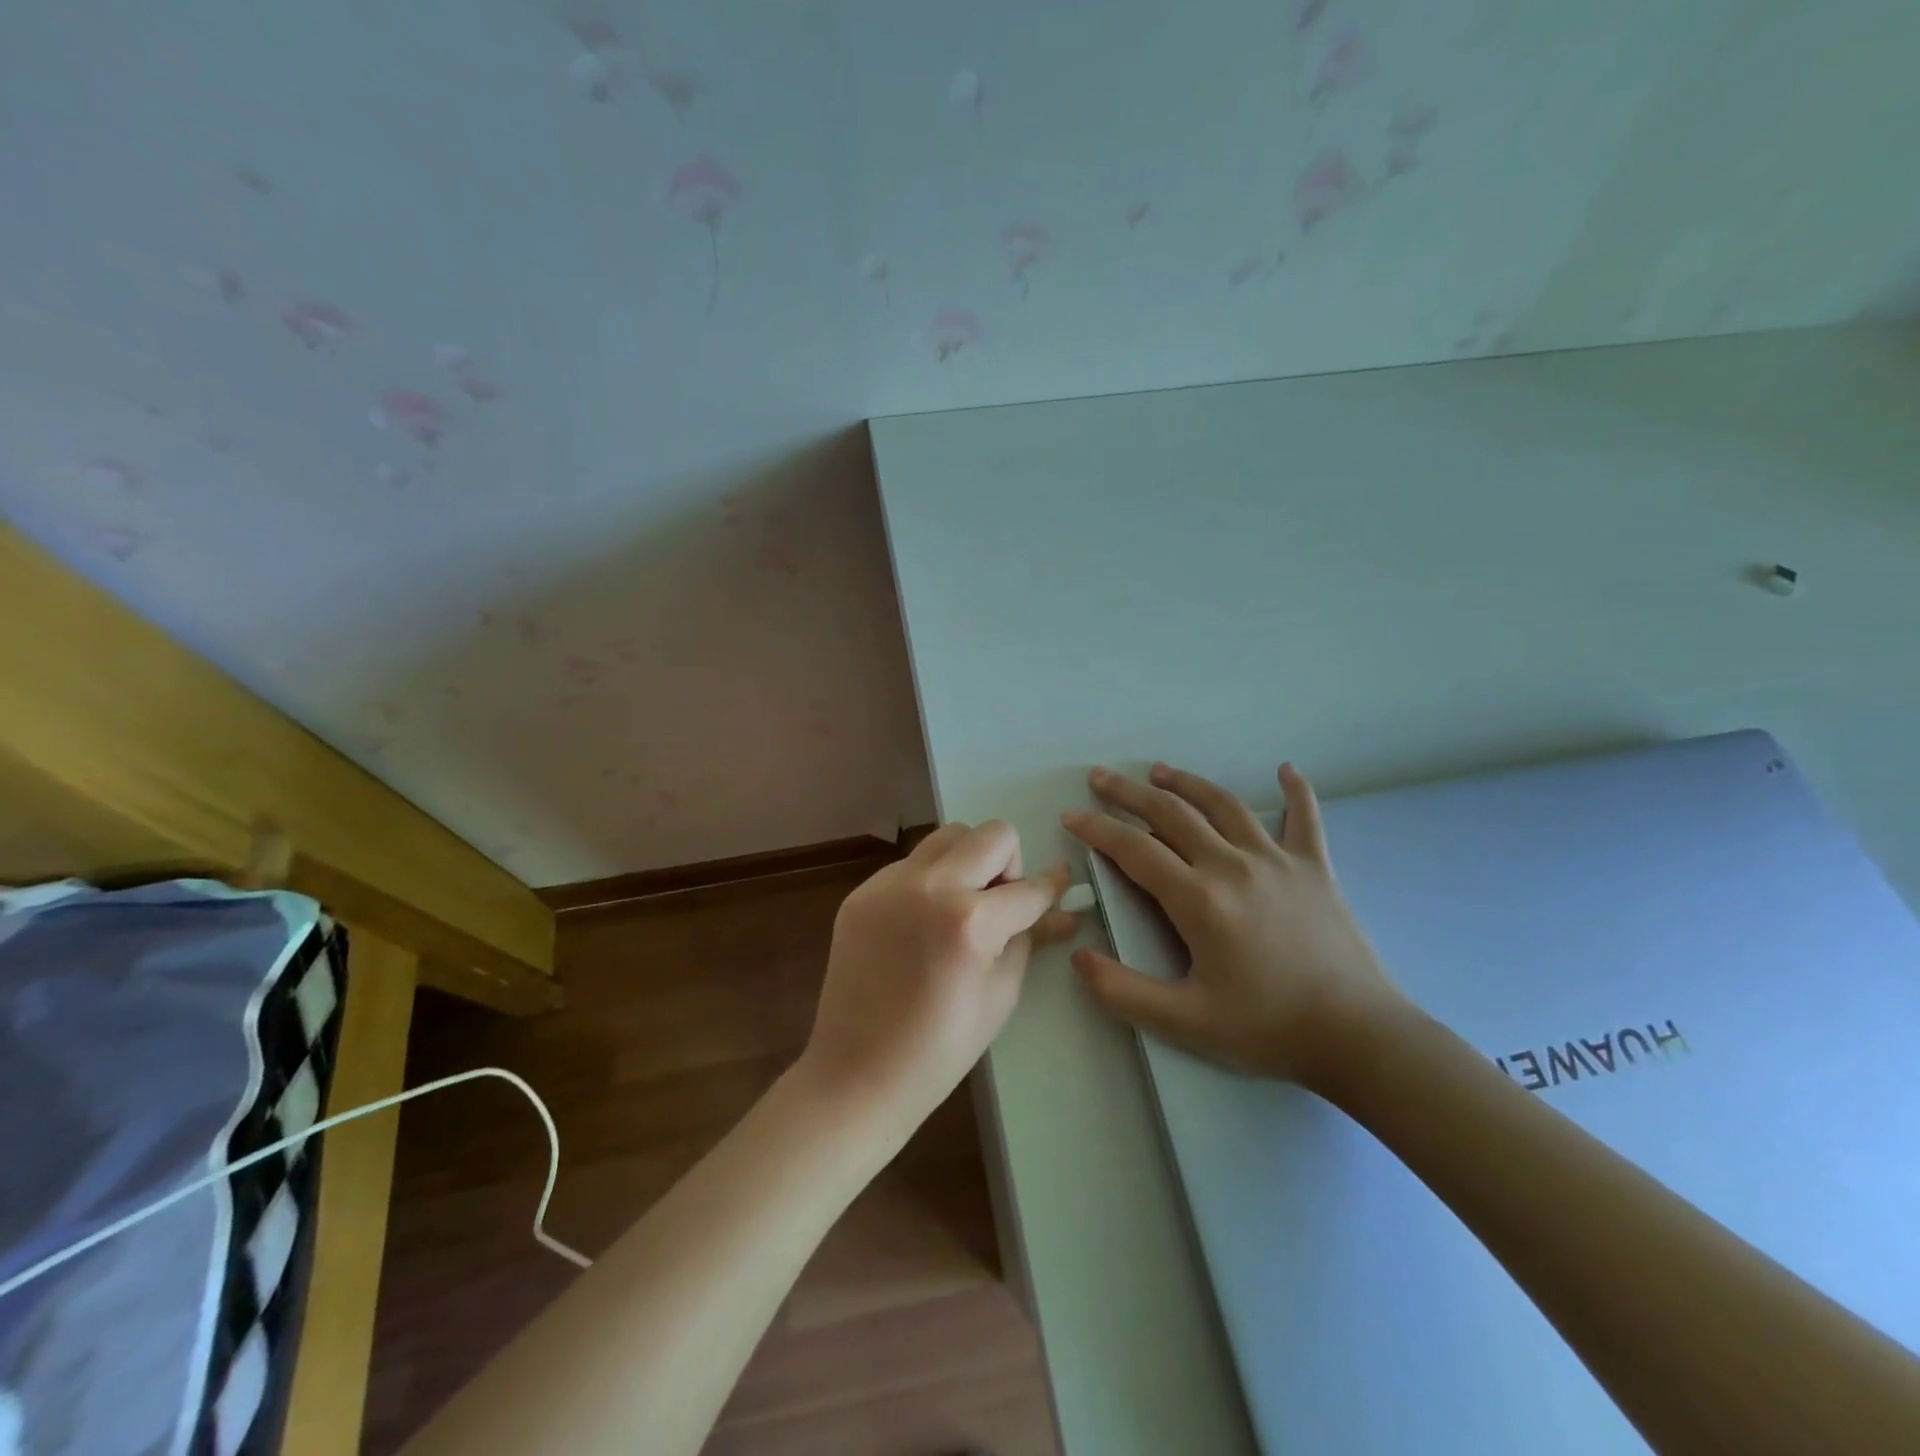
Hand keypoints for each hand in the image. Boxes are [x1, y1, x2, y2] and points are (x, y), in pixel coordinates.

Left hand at [802, 822, 1077, 1135]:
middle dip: (1008, 864)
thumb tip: (1061, 910)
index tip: (1061, 883)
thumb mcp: (1001, 996)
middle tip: (998, 905)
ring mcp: (888, 884)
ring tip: (959, 910)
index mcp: (970, 921)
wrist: (857, 1074)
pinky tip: (921, 925)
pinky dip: (929, 881)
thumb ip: (1030, 938)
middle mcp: (929, 886)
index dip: (1052, 887)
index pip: (1029, 887)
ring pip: (947, 837)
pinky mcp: (861, 892)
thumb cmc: (940, 1050)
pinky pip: (911, 864)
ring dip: (967, 862)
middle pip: (991, 833)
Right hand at [1062, 761, 1408, 1092]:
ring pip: (1223, 805)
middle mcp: (1232, 865)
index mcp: (1198, 898)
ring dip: (1186, 782)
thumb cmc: (1266, 1028)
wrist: (1358, 1036)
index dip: (1097, 829)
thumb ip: (1122, 991)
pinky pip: (1305, 818)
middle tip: (1099, 777)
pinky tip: (1285, 769)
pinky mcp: (1315, 867)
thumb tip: (1077, 956)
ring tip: (1160, 770)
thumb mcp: (1184, 1022)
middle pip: (1171, 813)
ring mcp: (1277, 860)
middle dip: (1129, 793)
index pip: (1134, 849)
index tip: (1070, 816)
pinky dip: (1296, 791)